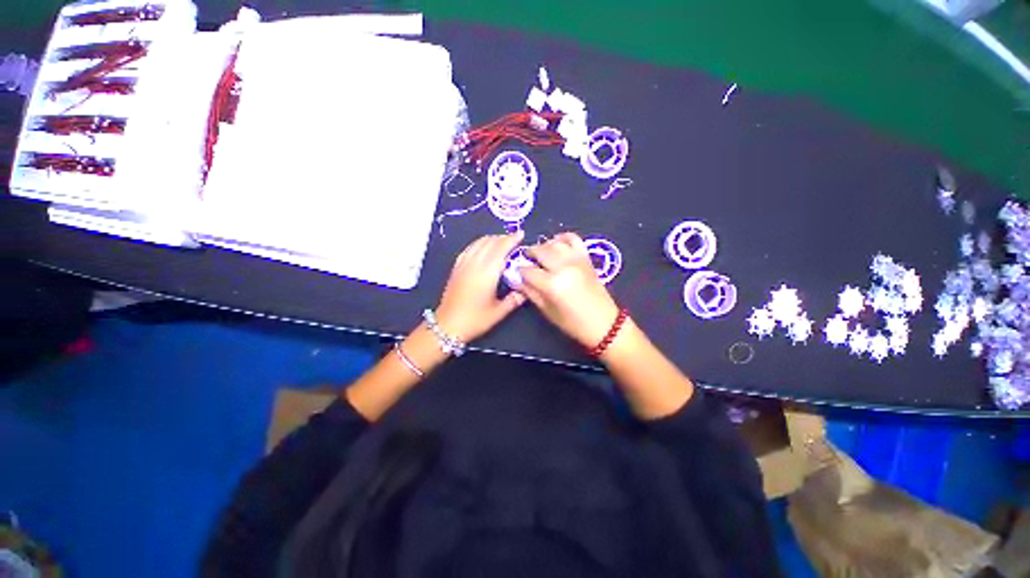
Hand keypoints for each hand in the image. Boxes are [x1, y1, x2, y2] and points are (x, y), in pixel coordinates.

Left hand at [434, 231, 527, 342]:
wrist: (448, 325)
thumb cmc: (475, 320)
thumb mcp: (498, 312)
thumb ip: (514, 300)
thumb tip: (526, 291)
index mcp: (487, 274)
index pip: (501, 249)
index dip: (511, 240)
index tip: (521, 234)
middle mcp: (475, 264)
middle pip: (490, 243)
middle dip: (503, 237)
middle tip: (515, 238)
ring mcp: (464, 264)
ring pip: (478, 243)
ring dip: (491, 239)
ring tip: (501, 240)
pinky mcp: (456, 268)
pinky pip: (469, 249)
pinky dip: (479, 243)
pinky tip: (483, 246)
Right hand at [520, 232, 620, 347]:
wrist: (604, 323)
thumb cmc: (572, 323)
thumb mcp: (547, 311)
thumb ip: (530, 292)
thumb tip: (517, 279)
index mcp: (552, 284)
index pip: (528, 270)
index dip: (520, 271)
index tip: (518, 273)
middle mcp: (563, 267)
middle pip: (540, 251)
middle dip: (530, 254)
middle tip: (527, 261)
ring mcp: (576, 260)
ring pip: (554, 243)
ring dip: (544, 246)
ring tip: (541, 255)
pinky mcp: (586, 257)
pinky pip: (573, 239)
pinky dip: (563, 238)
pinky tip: (557, 244)